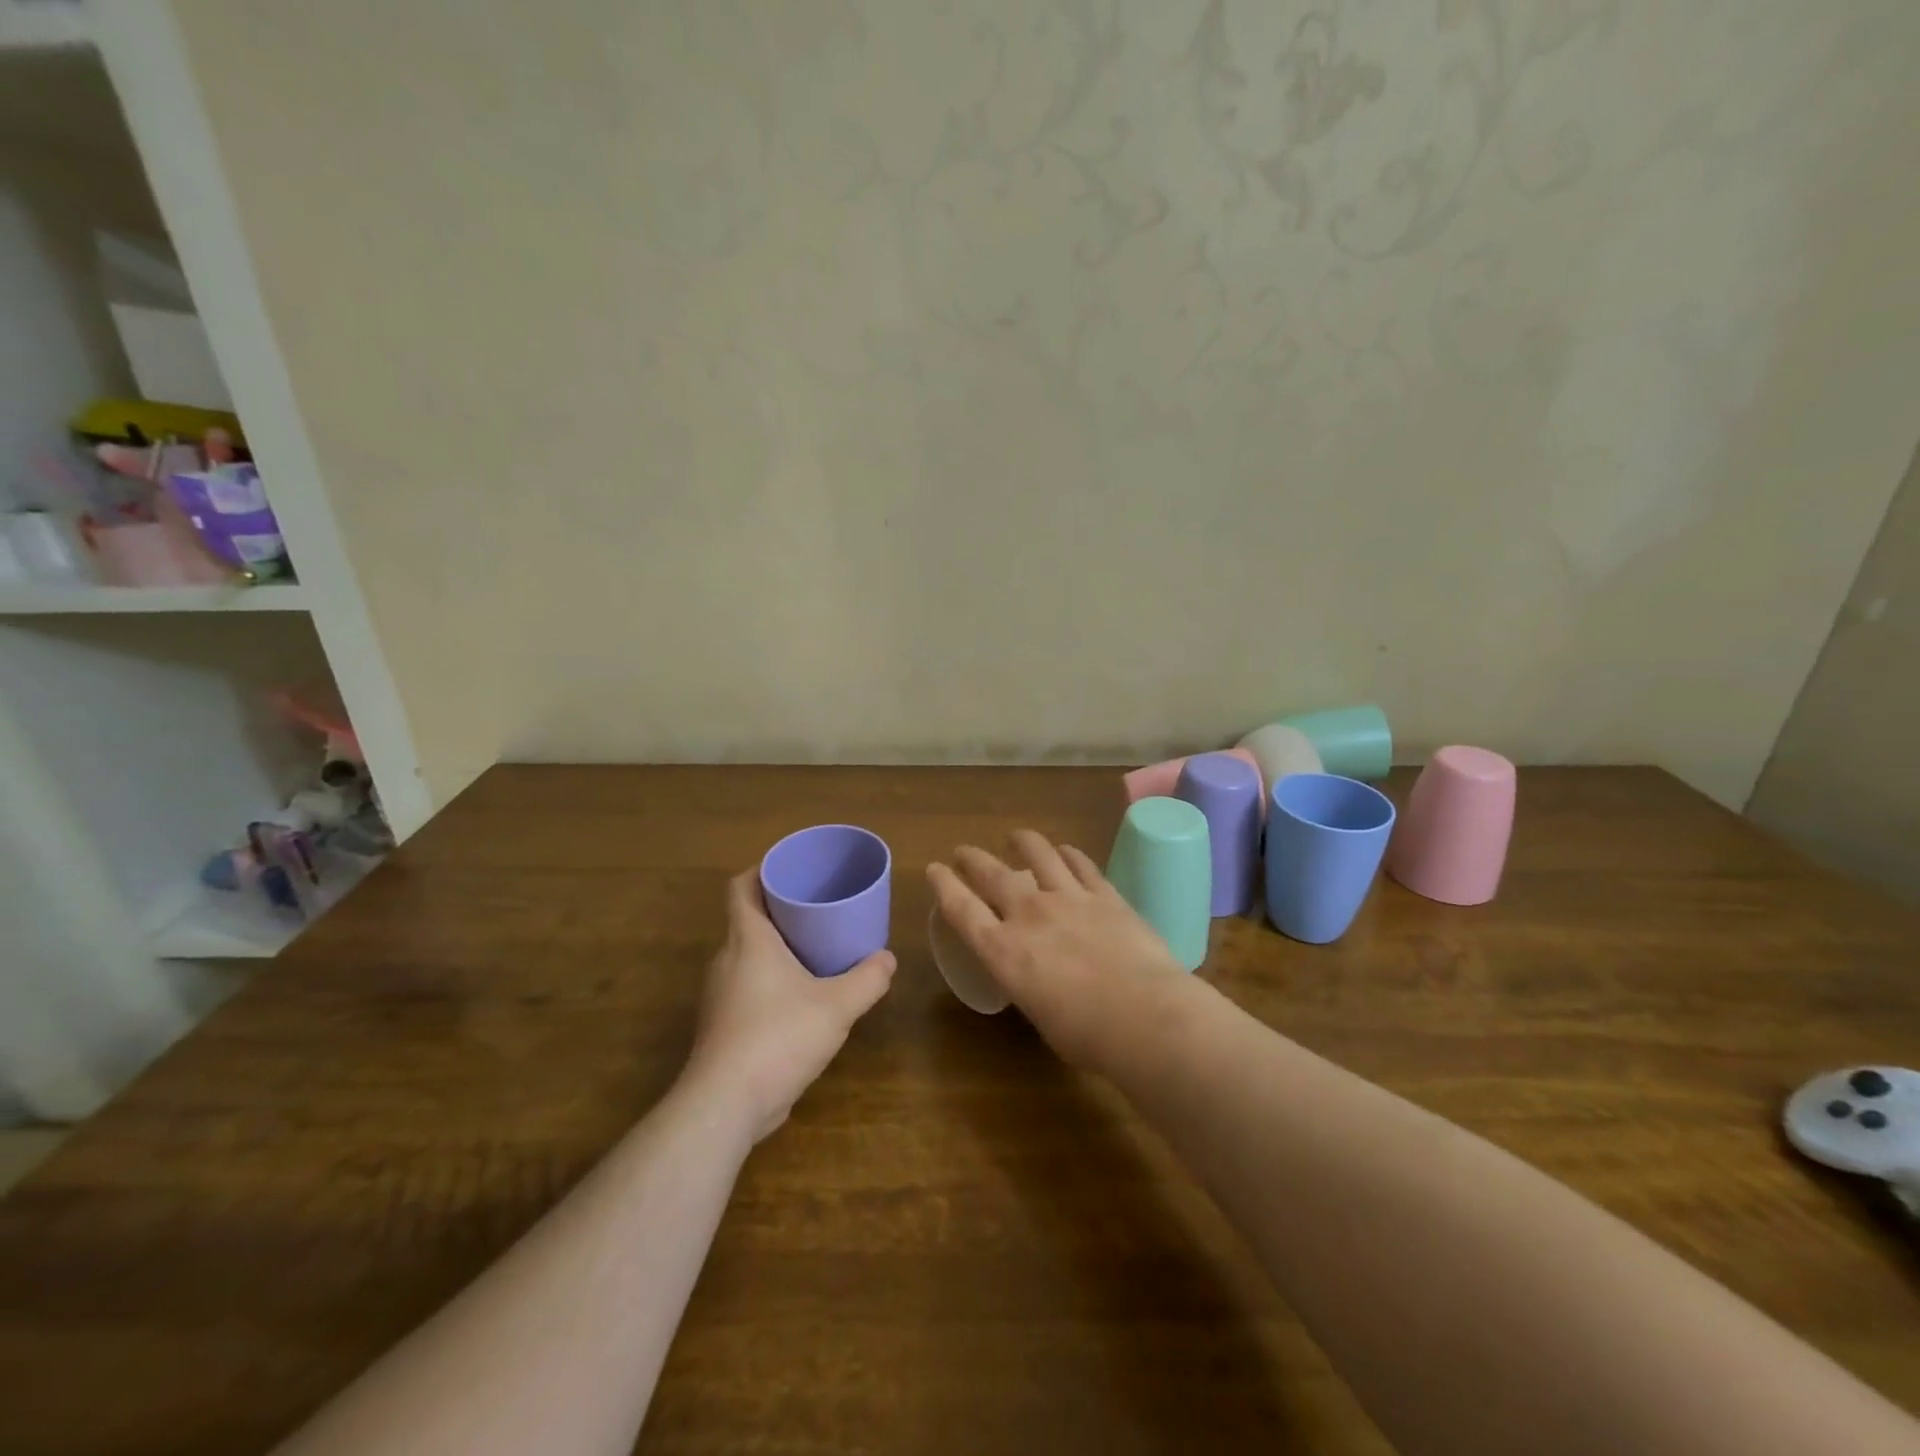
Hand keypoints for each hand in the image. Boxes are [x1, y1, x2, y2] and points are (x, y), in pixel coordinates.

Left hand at [684, 871, 895, 1142]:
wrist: (724, 1105)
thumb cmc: (778, 1037)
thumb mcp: (836, 1006)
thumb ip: (867, 979)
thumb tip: (887, 959)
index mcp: (748, 940)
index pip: (742, 887)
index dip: (763, 869)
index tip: (793, 868)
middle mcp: (727, 960)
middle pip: (748, 918)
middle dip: (781, 909)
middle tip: (819, 907)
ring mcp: (721, 995)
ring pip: (748, 955)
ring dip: (778, 948)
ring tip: (816, 950)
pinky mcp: (723, 1026)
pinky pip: (748, 986)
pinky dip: (772, 980)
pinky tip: (802, 999)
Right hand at [926, 830, 1185, 1070]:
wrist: (1146, 1017)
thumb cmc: (1088, 1036)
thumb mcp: (1039, 1015)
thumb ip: (1031, 986)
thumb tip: (1039, 977)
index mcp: (1004, 952)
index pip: (961, 908)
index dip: (944, 885)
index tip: (934, 869)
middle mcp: (1029, 914)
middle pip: (992, 873)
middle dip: (972, 858)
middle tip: (963, 851)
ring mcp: (1069, 898)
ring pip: (1038, 854)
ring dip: (1022, 841)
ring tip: (1016, 837)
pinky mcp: (1105, 895)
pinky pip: (1081, 864)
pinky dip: (1068, 853)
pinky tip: (1064, 850)